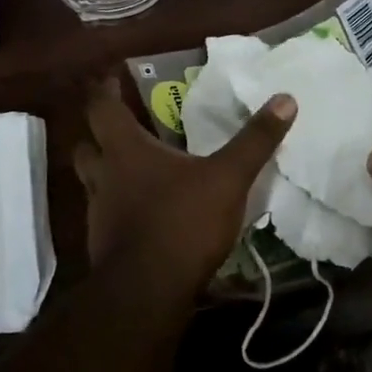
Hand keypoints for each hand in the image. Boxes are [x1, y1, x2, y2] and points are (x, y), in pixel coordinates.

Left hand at [73, 78, 295, 295]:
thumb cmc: (182, 222)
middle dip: (98, 134)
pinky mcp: (103, 245)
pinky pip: (105, 216)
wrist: (147, 292)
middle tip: (120, 127)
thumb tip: (286, 99)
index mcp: (126, 151)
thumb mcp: (228, 178)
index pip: (102, 109)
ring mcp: (99, 214)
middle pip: (86, 146)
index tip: (110, 78)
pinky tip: (142, 215)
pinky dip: (118, 209)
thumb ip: (255, 140)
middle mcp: (104, 177)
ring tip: (134, 171)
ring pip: (92, 183)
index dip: (104, 91)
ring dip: (107, 173)